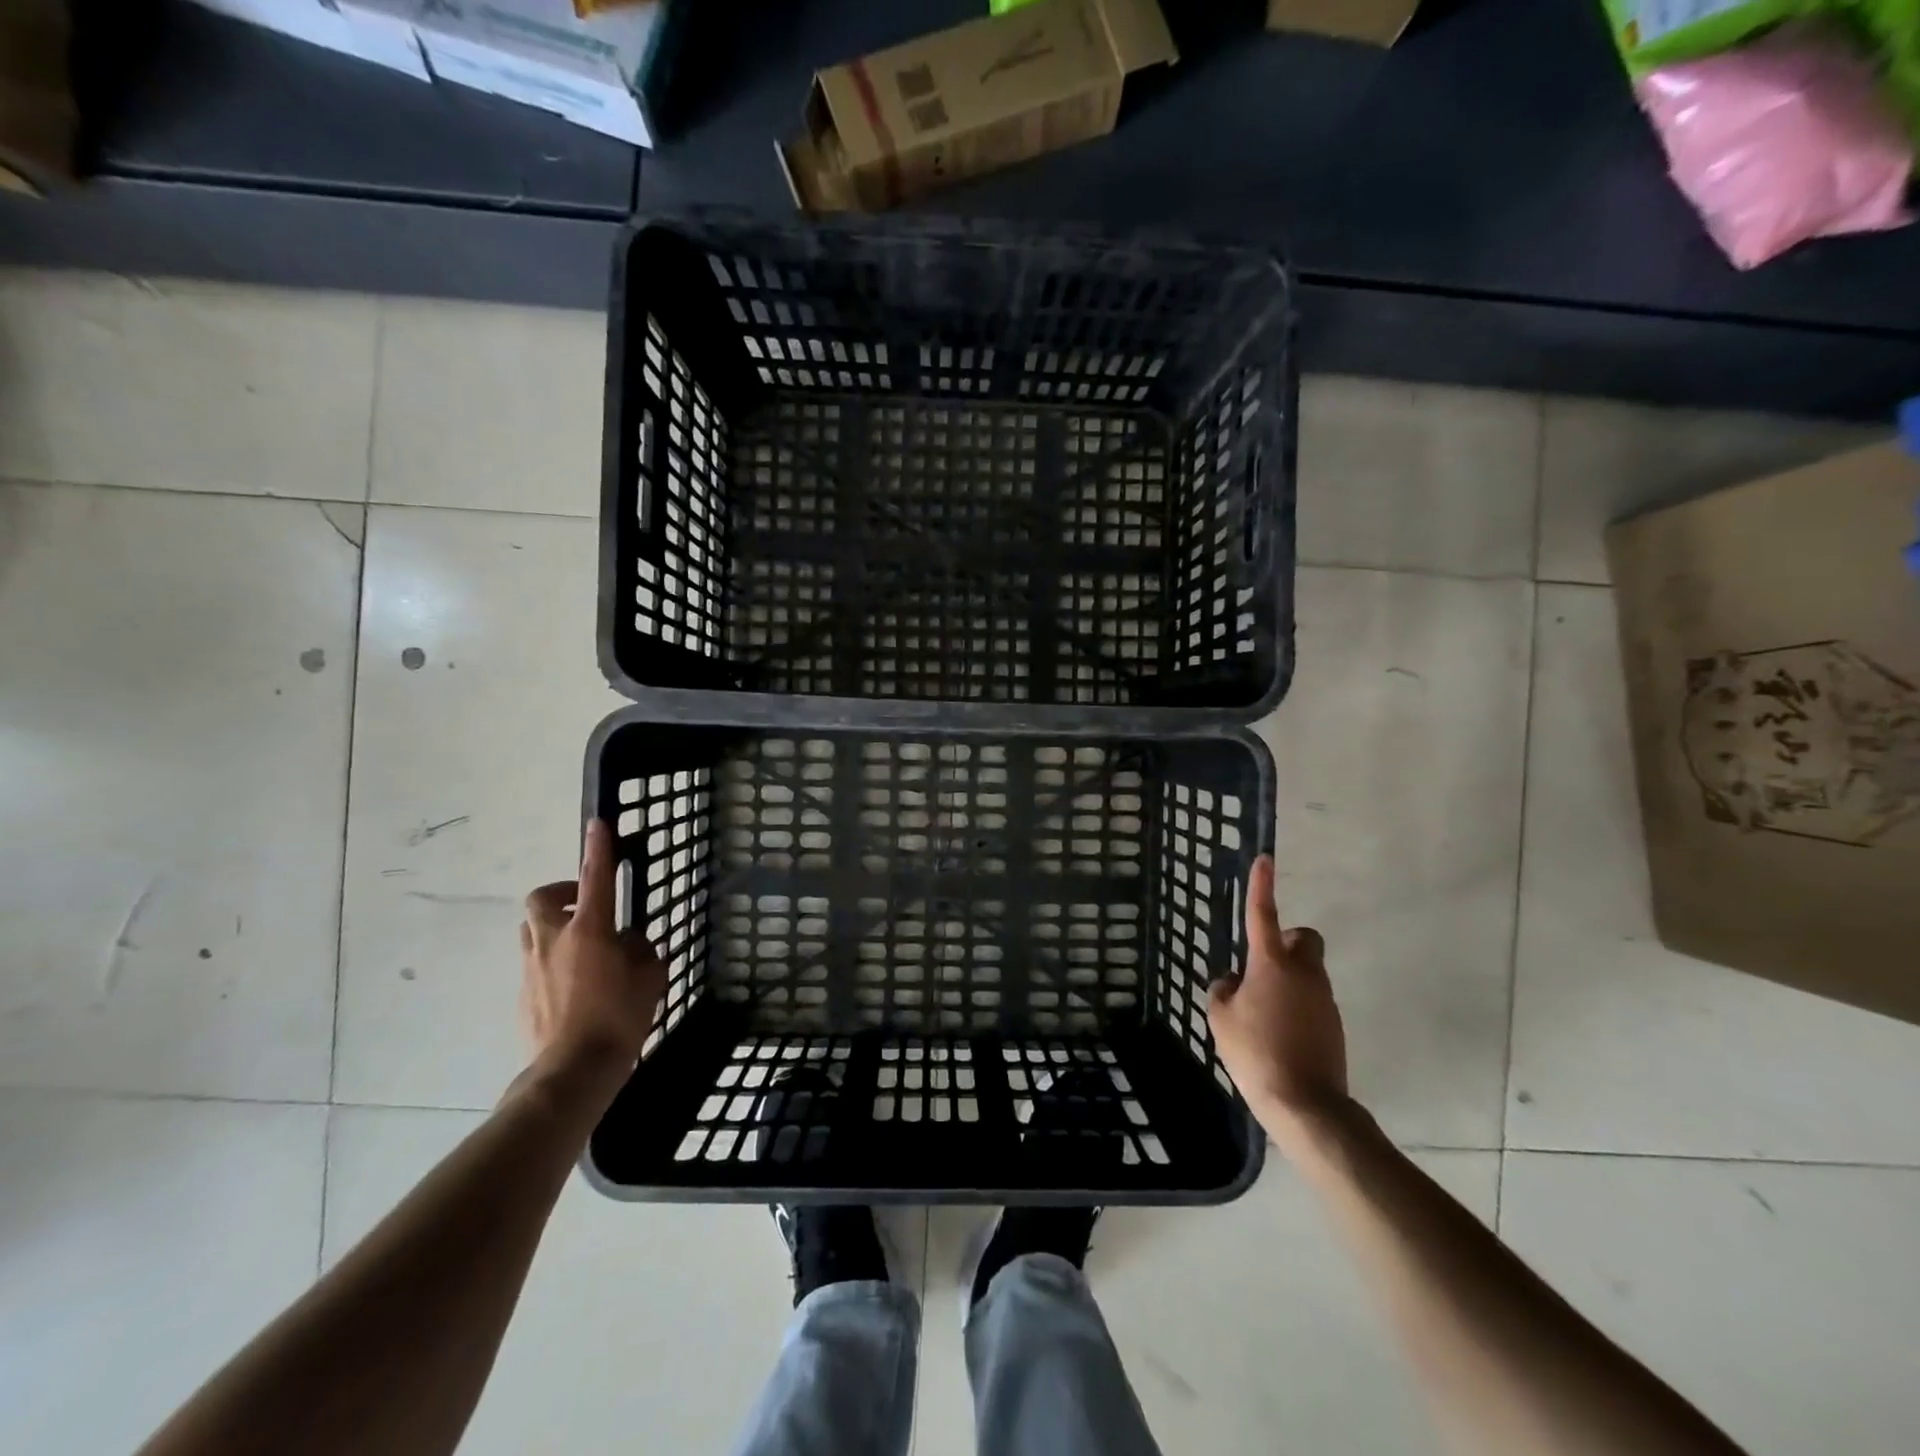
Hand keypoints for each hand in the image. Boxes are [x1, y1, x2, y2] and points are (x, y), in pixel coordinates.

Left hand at [520, 820, 666, 1081]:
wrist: (571, 1072)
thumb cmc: (618, 1019)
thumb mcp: (649, 979)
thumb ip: (642, 952)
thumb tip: (630, 943)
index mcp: (589, 931)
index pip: (595, 878)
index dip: (598, 848)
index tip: (598, 825)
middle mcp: (554, 941)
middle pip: (543, 899)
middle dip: (562, 894)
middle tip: (586, 906)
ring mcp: (532, 968)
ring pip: (532, 930)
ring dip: (553, 927)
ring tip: (581, 946)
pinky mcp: (523, 994)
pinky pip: (534, 963)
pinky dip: (551, 962)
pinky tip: (573, 985)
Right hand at [1208, 855, 1348, 1144]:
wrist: (1305, 1103)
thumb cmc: (1256, 1052)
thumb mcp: (1221, 1018)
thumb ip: (1223, 991)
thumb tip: (1232, 982)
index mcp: (1271, 964)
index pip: (1263, 914)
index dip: (1261, 885)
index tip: (1265, 859)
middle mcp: (1303, 973)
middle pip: (1303, 938)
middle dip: (1286, 941)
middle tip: (1262, 964)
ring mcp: (1323, 999)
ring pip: (1308, 970)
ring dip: (1288, 978)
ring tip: (1262, 1013)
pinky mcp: (1334, 1024)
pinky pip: (1312, 999)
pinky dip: (1296, 1005)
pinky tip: (1279, 1034)